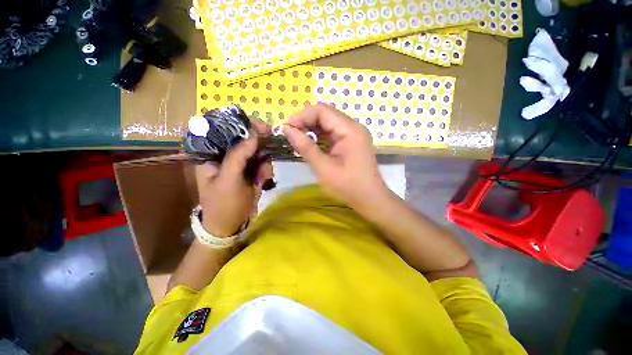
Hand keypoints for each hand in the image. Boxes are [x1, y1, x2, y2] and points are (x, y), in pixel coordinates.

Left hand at [195, 123, 272, 236]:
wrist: (230, 227)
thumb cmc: (223, 205)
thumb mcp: (228, 180)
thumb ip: (238, 156)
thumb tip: (252, 134)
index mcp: (209, 155)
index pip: (223, 131)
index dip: (240, 126)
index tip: (259, 126)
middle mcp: (223, 156)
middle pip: (242, 139)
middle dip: (257, 143)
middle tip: (270, 142)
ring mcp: (238, 164)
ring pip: (255, 151)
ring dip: (262, 161)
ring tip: (262, 177)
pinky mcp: (249, 172)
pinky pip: (261, 163)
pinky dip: (265, 171)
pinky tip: (262, 182)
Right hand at [283, 103, 387, 208]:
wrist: (370, 199)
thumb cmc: (348, 186)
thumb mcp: (323, 168)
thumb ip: (305, 147)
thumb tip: (287, 129)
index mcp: (349, 130)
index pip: (322, 111)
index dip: (302, 116)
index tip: (287, 129)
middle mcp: (353, 127)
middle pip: (325, 115)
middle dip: (306, 123)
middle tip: (291, 136)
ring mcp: (353, 134)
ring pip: (328, 124)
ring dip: (311, 130)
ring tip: (298, 142)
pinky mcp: (351, 142)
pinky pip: (332, 134)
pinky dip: (320, 138)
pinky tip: (310, 146)